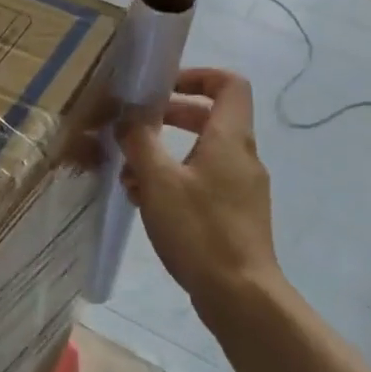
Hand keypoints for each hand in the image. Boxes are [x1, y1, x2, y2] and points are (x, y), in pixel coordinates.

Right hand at [117, 69, 281, 310]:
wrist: (240, 296)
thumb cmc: (200, 230)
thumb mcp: (159, 181)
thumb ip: (140, 142)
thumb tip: (128, 119)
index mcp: (230, 138)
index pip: (229, 83)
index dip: (198, 75)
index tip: (163, 87)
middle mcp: (241, 156)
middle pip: (211, 117)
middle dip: (171, 117)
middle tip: (136, 126)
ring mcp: (241, 188)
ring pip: (202, 154)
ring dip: (166, 155)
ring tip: (130, 173)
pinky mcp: (235, 215)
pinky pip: (203, 182)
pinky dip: (175, 181)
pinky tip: (145, 203)